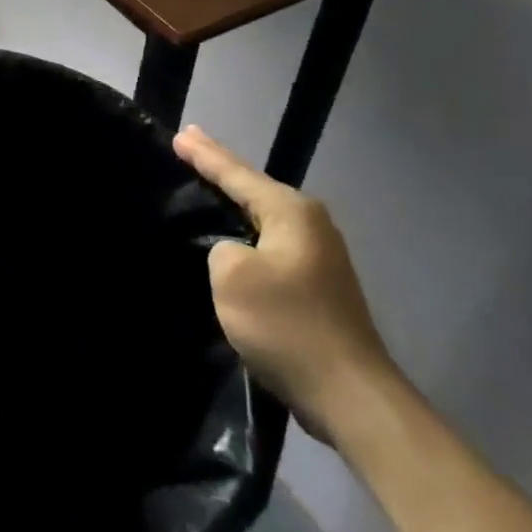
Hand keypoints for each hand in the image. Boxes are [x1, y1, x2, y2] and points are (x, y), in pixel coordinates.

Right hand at [175, 124, 399, 443]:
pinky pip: (270, 243)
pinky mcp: (318, 284)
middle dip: (220, 168)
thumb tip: (233, 253)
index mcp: (291, 211)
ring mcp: (319, 254)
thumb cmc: (288, 326)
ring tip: (205, 184)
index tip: (179, 134)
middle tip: (187, 145)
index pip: (236, 172)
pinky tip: (231, 236)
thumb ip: (220, 248)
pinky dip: (247, 232)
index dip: (204, 154)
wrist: (352, 396)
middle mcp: (310, 223)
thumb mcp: (232, 277)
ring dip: (233, 202)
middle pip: (253, 187)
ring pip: (263, 216)